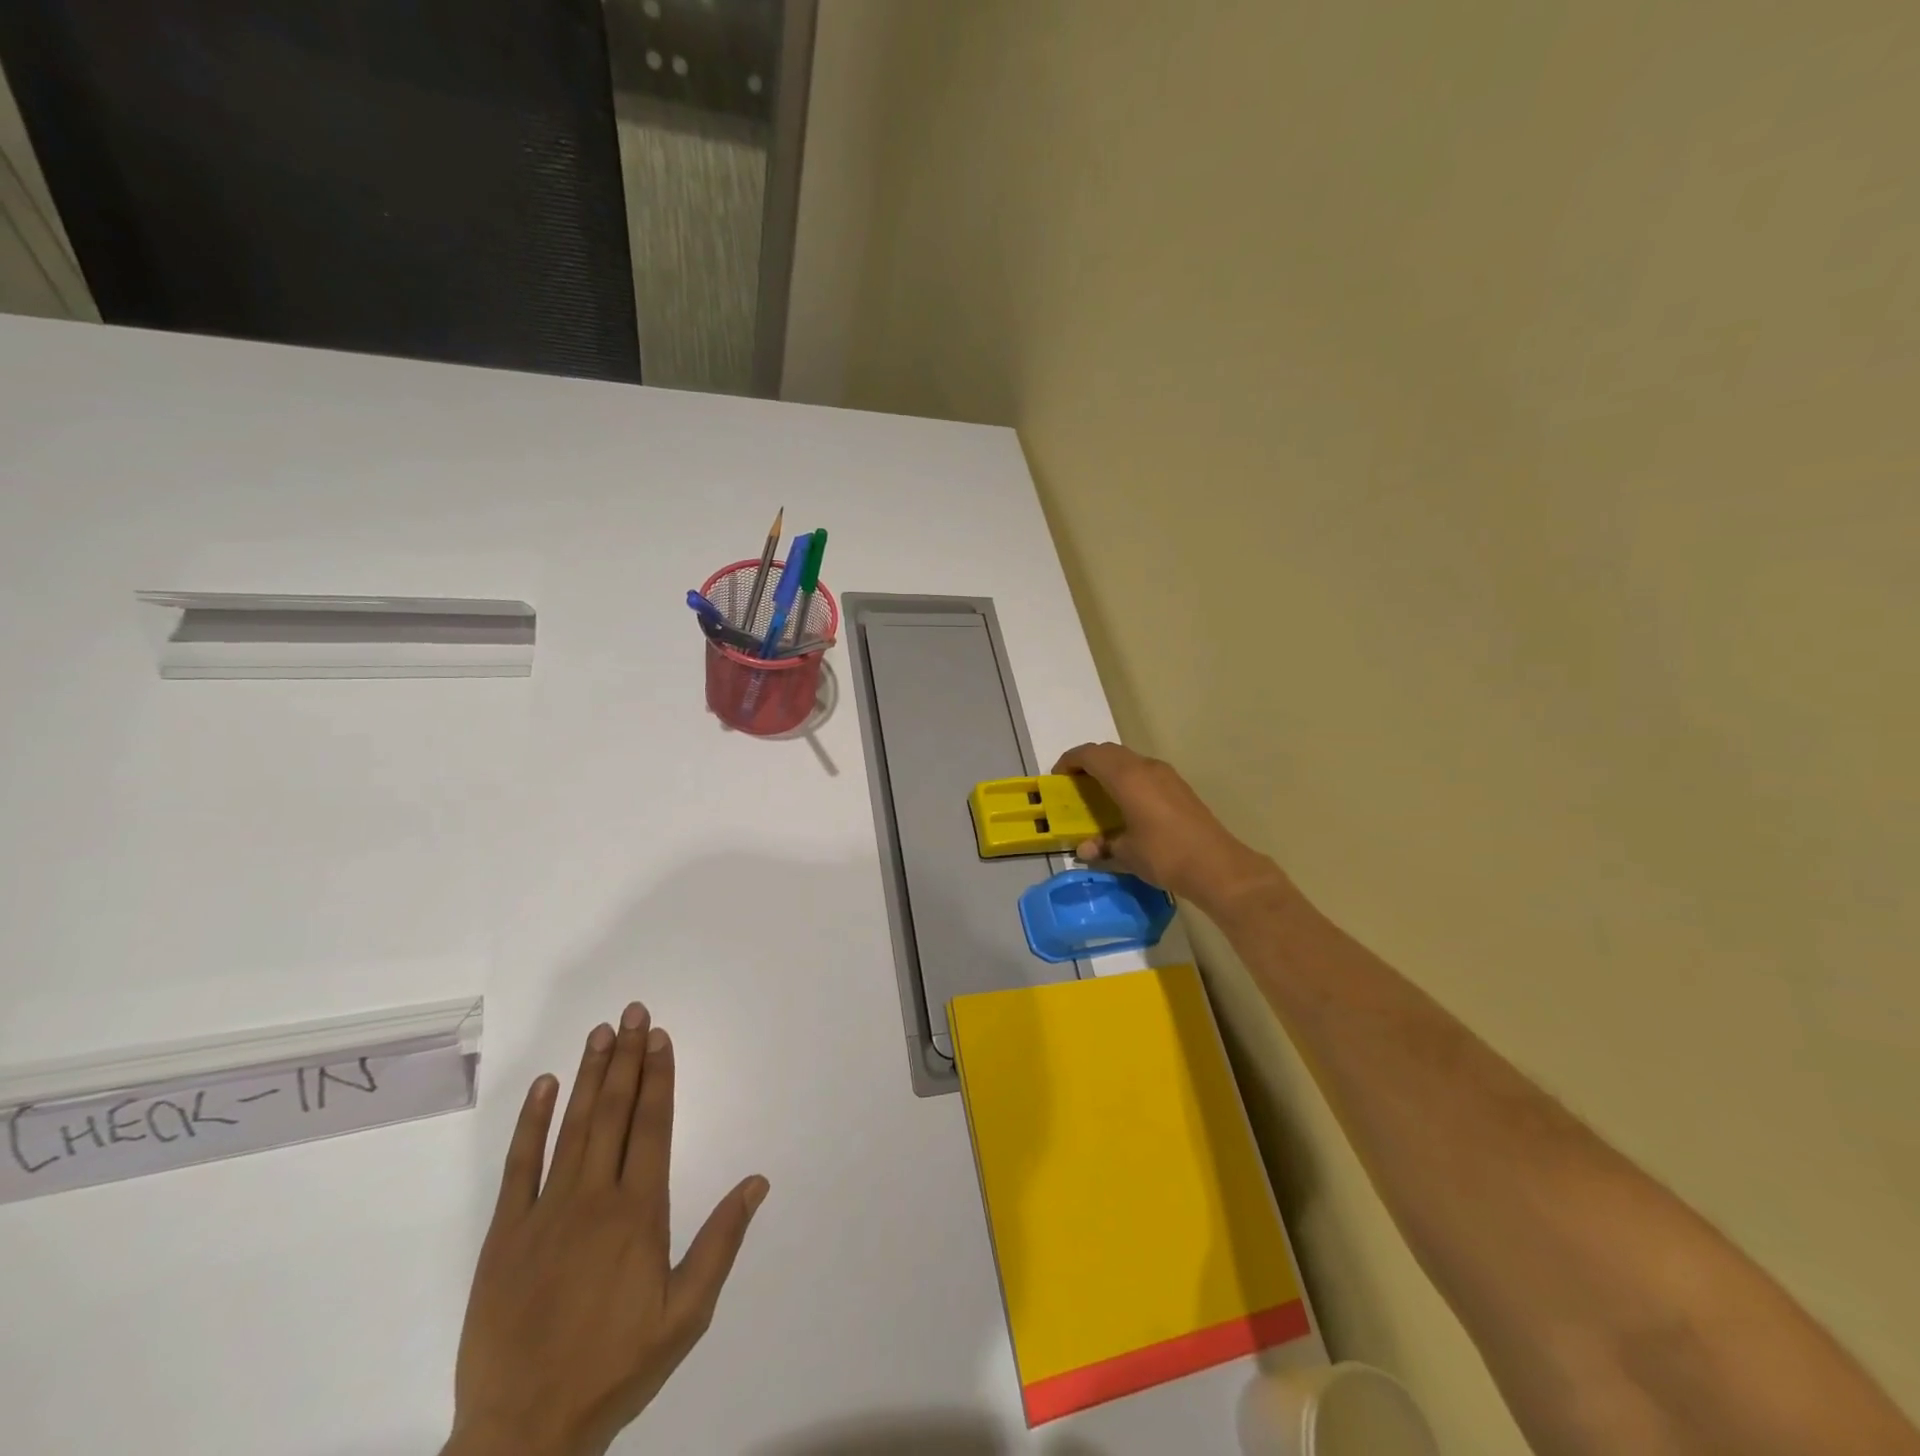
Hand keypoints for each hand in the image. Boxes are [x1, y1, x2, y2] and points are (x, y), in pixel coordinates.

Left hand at [443, 1004, 768, 1455]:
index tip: (660, 1037)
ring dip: (589, 1075)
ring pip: (572, 1126)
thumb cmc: (615, 1368)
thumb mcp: (685, 1315)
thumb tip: (757, 1182)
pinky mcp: (504, 1233)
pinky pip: (519, 1165)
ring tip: (600, 1033)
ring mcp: (544, 1212)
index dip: (658, 1076)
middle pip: (614, 1112)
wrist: (522, 1432)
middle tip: (633, 1012)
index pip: (652, 1125)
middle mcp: (594, 1197)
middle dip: (626, 1057)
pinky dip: (532, 1121)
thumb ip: (721, 1243)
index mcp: (638, 1212)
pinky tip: (546, 1086)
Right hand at [1052, 742, 1285, 911]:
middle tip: (1075, 783)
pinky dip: (1128, 778)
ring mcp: (1166, 775)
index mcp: (1127, 777)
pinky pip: (1145, 771)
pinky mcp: (1180, 787)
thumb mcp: (1126, 854)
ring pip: (1129, 759)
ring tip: (1099, 792)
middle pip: (1110, 752)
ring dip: (1110, 768)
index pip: (1091, 755)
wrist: (1216, 865)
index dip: (1070, 761)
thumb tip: (1086, 849)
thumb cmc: (1164, 855)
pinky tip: (1127, 803)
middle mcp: (1146, 768)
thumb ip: (1103, 846)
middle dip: (1088, 762)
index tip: (1057, 777)